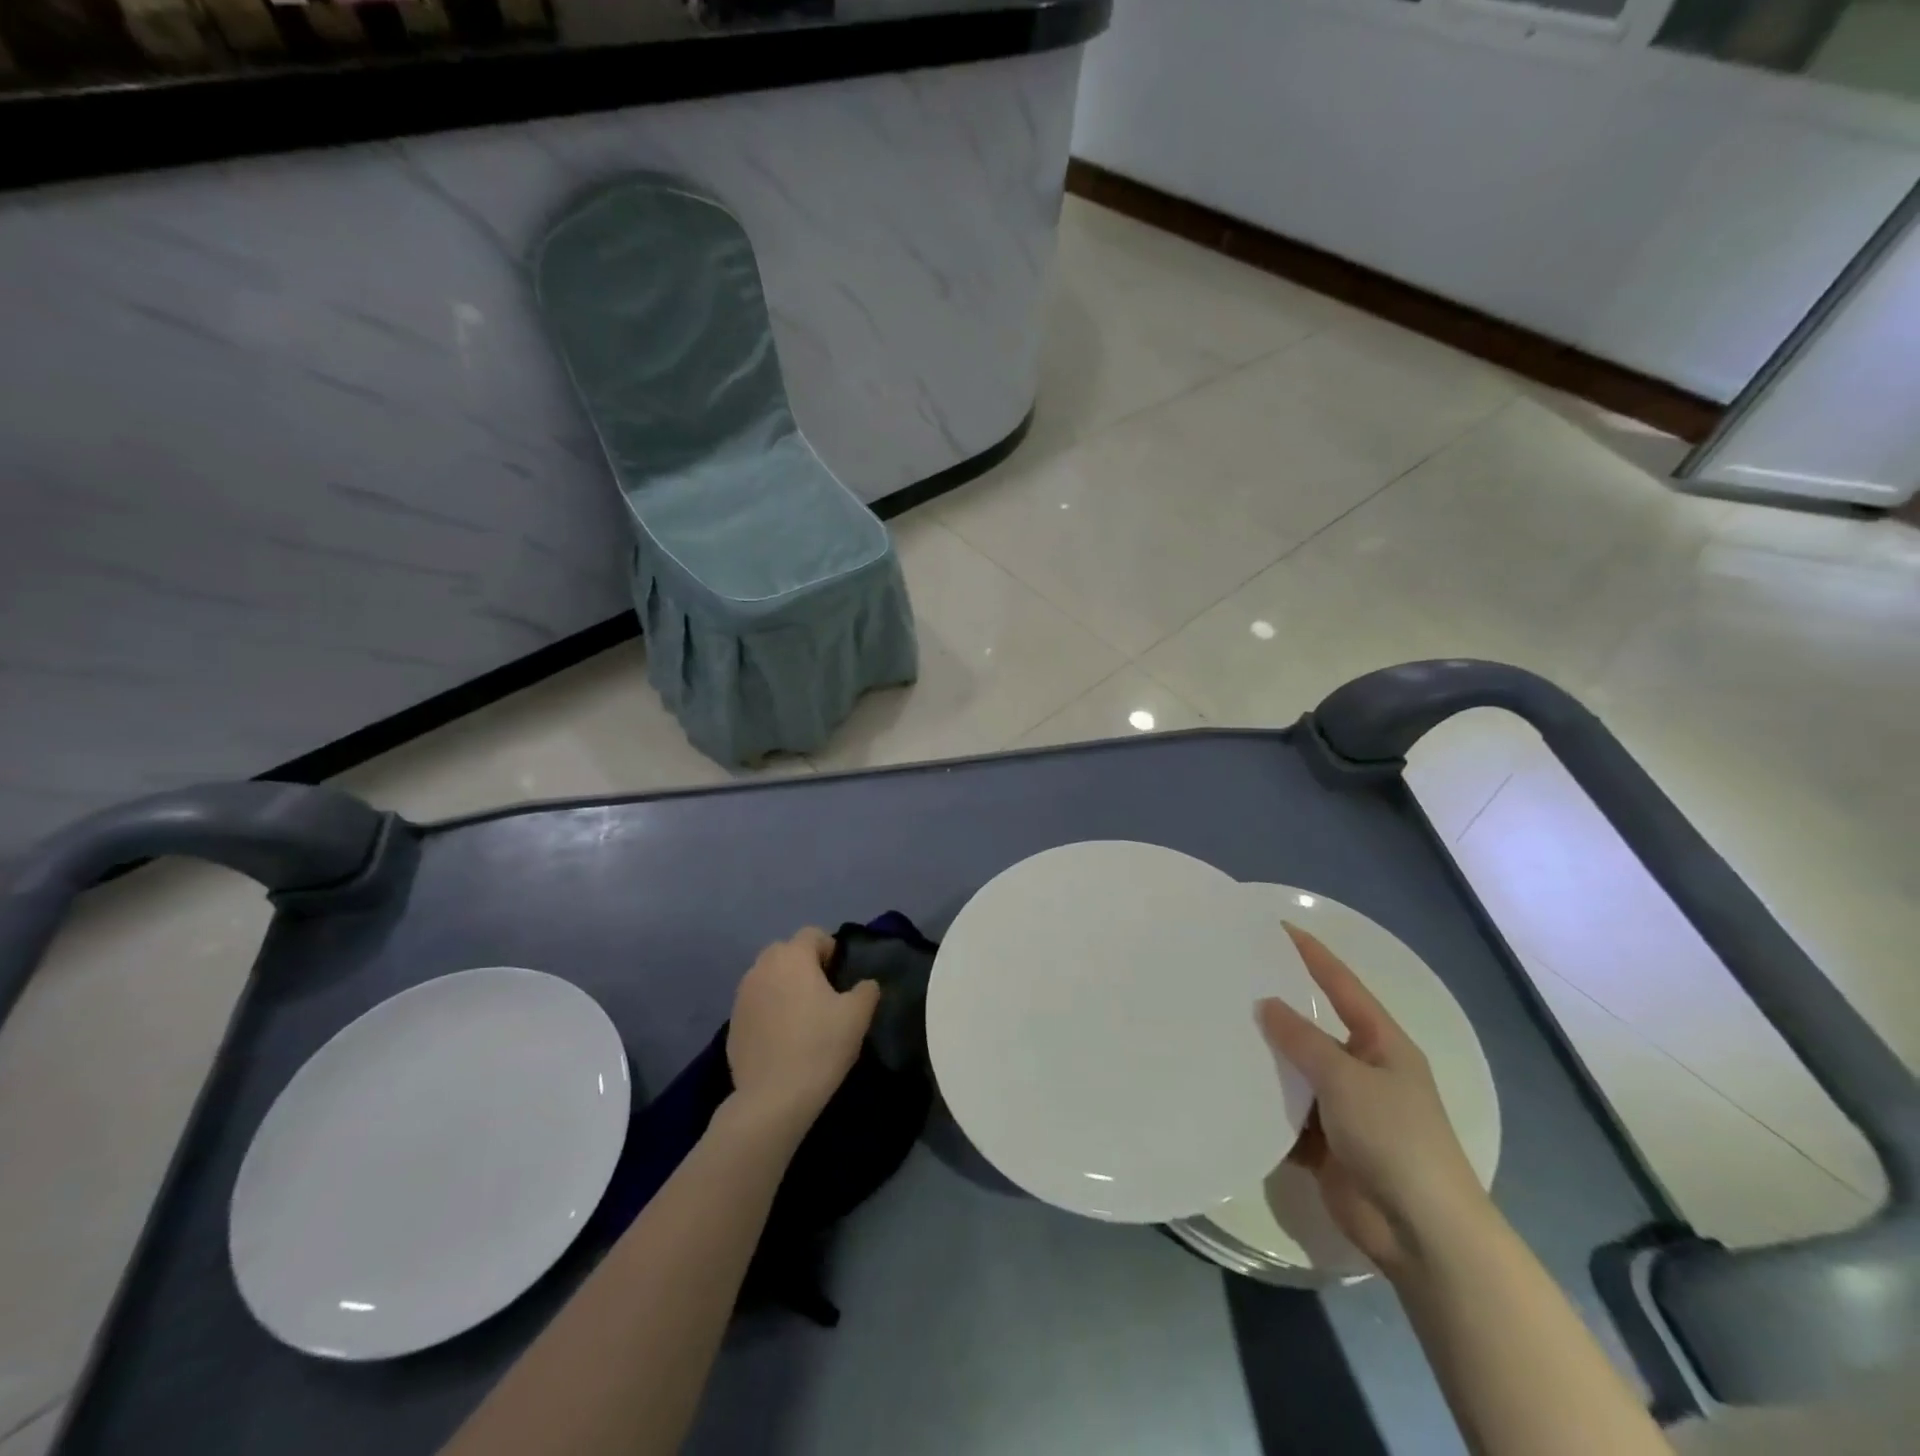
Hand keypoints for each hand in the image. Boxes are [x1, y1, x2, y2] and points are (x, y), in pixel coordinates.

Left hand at [727, 929, 879, 1128]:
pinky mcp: (732, 1023)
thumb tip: (866, 984)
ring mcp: (742, 995)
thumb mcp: (857, 1016)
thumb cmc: (820, 1046)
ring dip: (783, 986)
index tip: (839, 975)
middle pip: (785, 952)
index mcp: (793, 957)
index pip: (812, 934)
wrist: (773, 1098)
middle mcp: (762, 967)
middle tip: (822, 993)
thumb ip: (866, 991)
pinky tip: (781, 1038)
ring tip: (800, 1016)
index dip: (829, 949)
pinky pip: (755, 1004)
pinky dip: (768, 1010)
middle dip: (803, 964)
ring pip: (767, 977)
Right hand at [1256, 923, 1489, 1277]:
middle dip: (1277, 1008)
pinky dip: (1263, 1105)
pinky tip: (1226, 1088)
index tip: (1277, 927)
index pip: (1343, 986)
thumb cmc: (1396, 1139)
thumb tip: (1266, 1003)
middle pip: (1313, 1028)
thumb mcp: (1347, 1078)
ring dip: (1265, 1060)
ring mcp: (1344, 1109)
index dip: (1313, 955)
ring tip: (1217, 1030)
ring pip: (1295, 1072)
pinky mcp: (1324, 1144)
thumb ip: (1303, 1040)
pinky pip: (1286, 1113)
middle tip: (1230, 981)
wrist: (1422, 1233)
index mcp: (1382, 1044)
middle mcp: (1363, 1070)